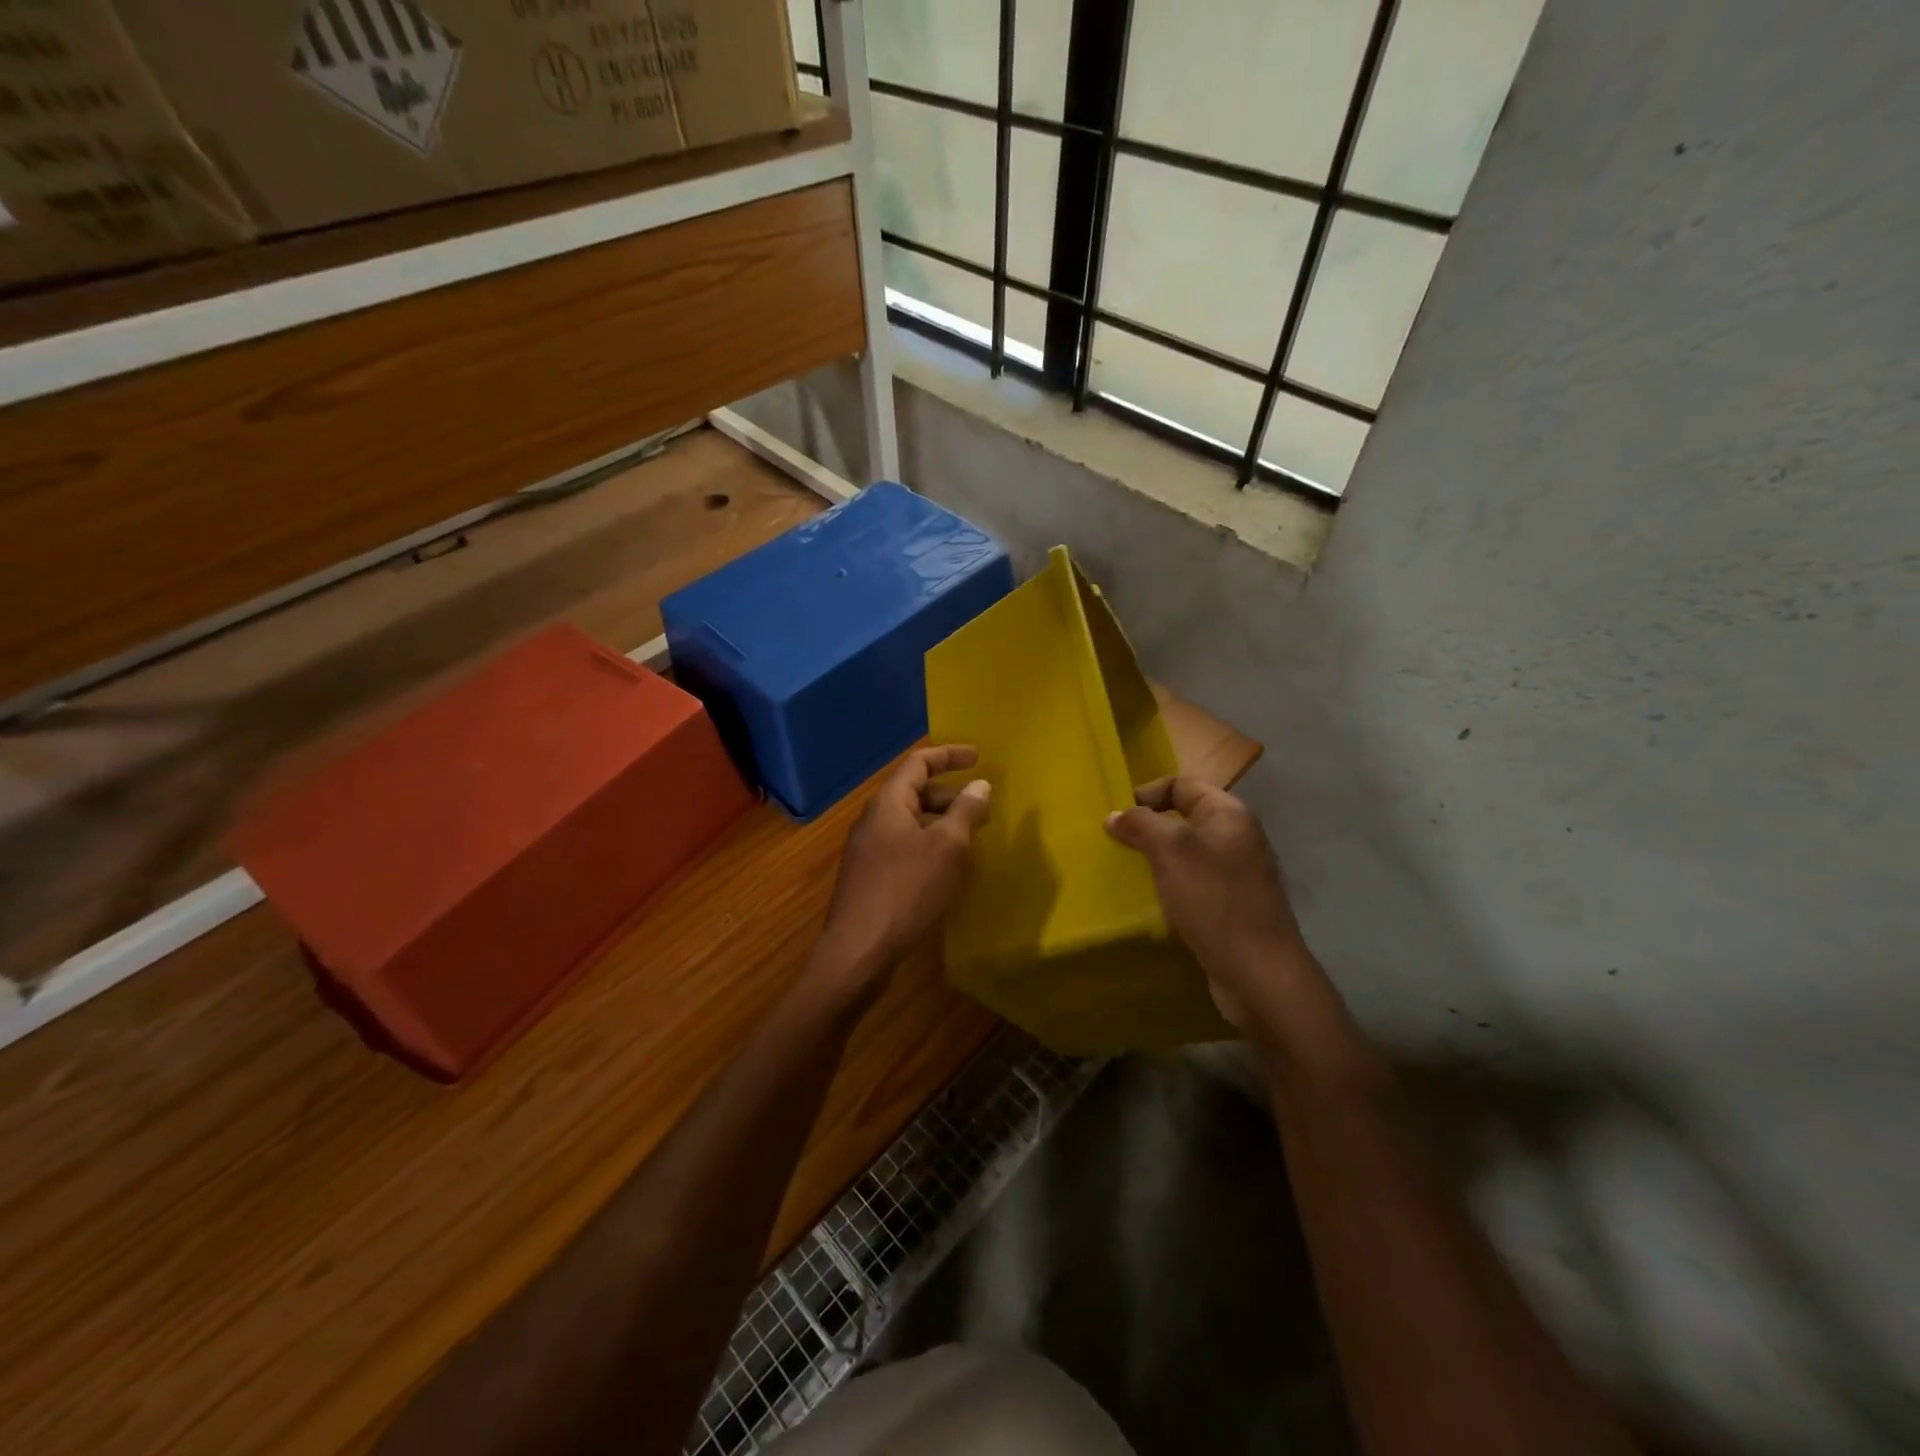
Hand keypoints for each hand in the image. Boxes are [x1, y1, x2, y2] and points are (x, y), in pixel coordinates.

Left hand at [812, 745, 992, 998]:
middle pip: (913, 791)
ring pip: (909, 822)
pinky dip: (928, 845)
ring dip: (940, 822)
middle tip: (981, 808)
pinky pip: (904, 846)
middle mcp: (873, 820)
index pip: (918, 763)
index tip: (978, 757)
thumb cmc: (905, 891)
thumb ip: (965, 812)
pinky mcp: (868, 877)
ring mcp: (867, 850)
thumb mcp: (947, 848)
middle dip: (949, 794)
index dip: (949, 755)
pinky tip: (946, 869)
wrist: (858, 951)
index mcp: (888, 803)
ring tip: (970, 839)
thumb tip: (980, 785)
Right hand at [1104, 776, 1310, 1030]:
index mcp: (1229, 815)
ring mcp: (1238, 873)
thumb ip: (1141, 825)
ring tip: (1129, 872)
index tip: (1118, 818)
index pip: (1182, 785)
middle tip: (1117, 846)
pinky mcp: (1233, 905)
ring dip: (1157, 859)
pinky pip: (1195, 882)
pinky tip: (1154, 901)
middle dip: (1148, 828)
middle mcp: (1238, 837)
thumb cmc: (1213, 900)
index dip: (1147, 793)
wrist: (1259, 972)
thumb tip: (1115, 815)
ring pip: (1187, 852)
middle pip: (1184, 817)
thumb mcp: (1171, 852)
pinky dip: (1171, 885)